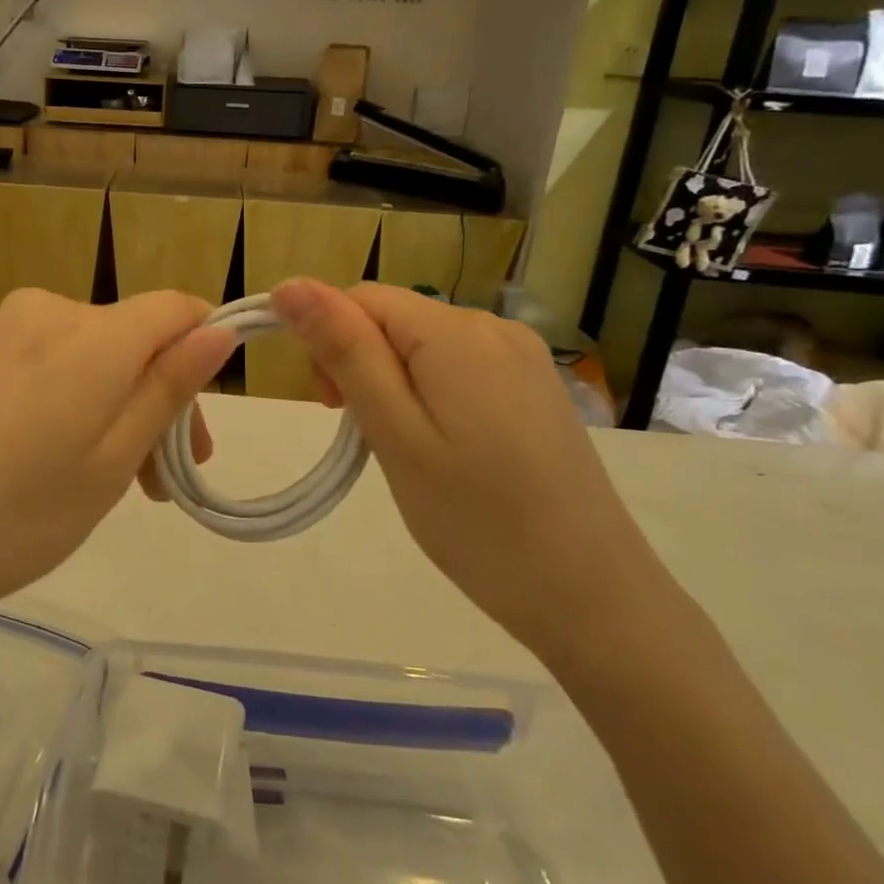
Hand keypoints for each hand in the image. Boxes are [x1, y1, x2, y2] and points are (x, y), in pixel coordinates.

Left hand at [0, 289, 235, 647]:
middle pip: (133, 338)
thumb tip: (219, 331)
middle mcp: (46, 312)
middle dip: (159, 401)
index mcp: (91, 332)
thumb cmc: (13, 517)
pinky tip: (52, 466)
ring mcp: (0, 334)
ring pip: (91, 357)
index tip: (196, 434)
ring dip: (116, 409)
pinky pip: (47, 367)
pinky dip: (72, 406)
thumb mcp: (110, 462)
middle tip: (158, 486)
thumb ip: (167, 387)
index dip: (203, 356)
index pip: (176, 309)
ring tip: (108, 486)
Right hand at [271, 279, 676, 663]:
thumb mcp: (394, 433)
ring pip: (422, 345)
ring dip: (392, 384)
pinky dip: (430, 396)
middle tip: (366, 437)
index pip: (361, 298)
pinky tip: (445, 450)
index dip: (328, 341)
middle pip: (393, 318)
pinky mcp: (535, 389)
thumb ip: (344, 351)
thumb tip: (290, 285)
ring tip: (405, 452)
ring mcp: (523, 358)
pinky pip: (458, 368)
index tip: (331, 408)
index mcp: (455, 331)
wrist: (593, 598)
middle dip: (359, 364)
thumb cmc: (477, 520)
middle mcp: (494, 327)